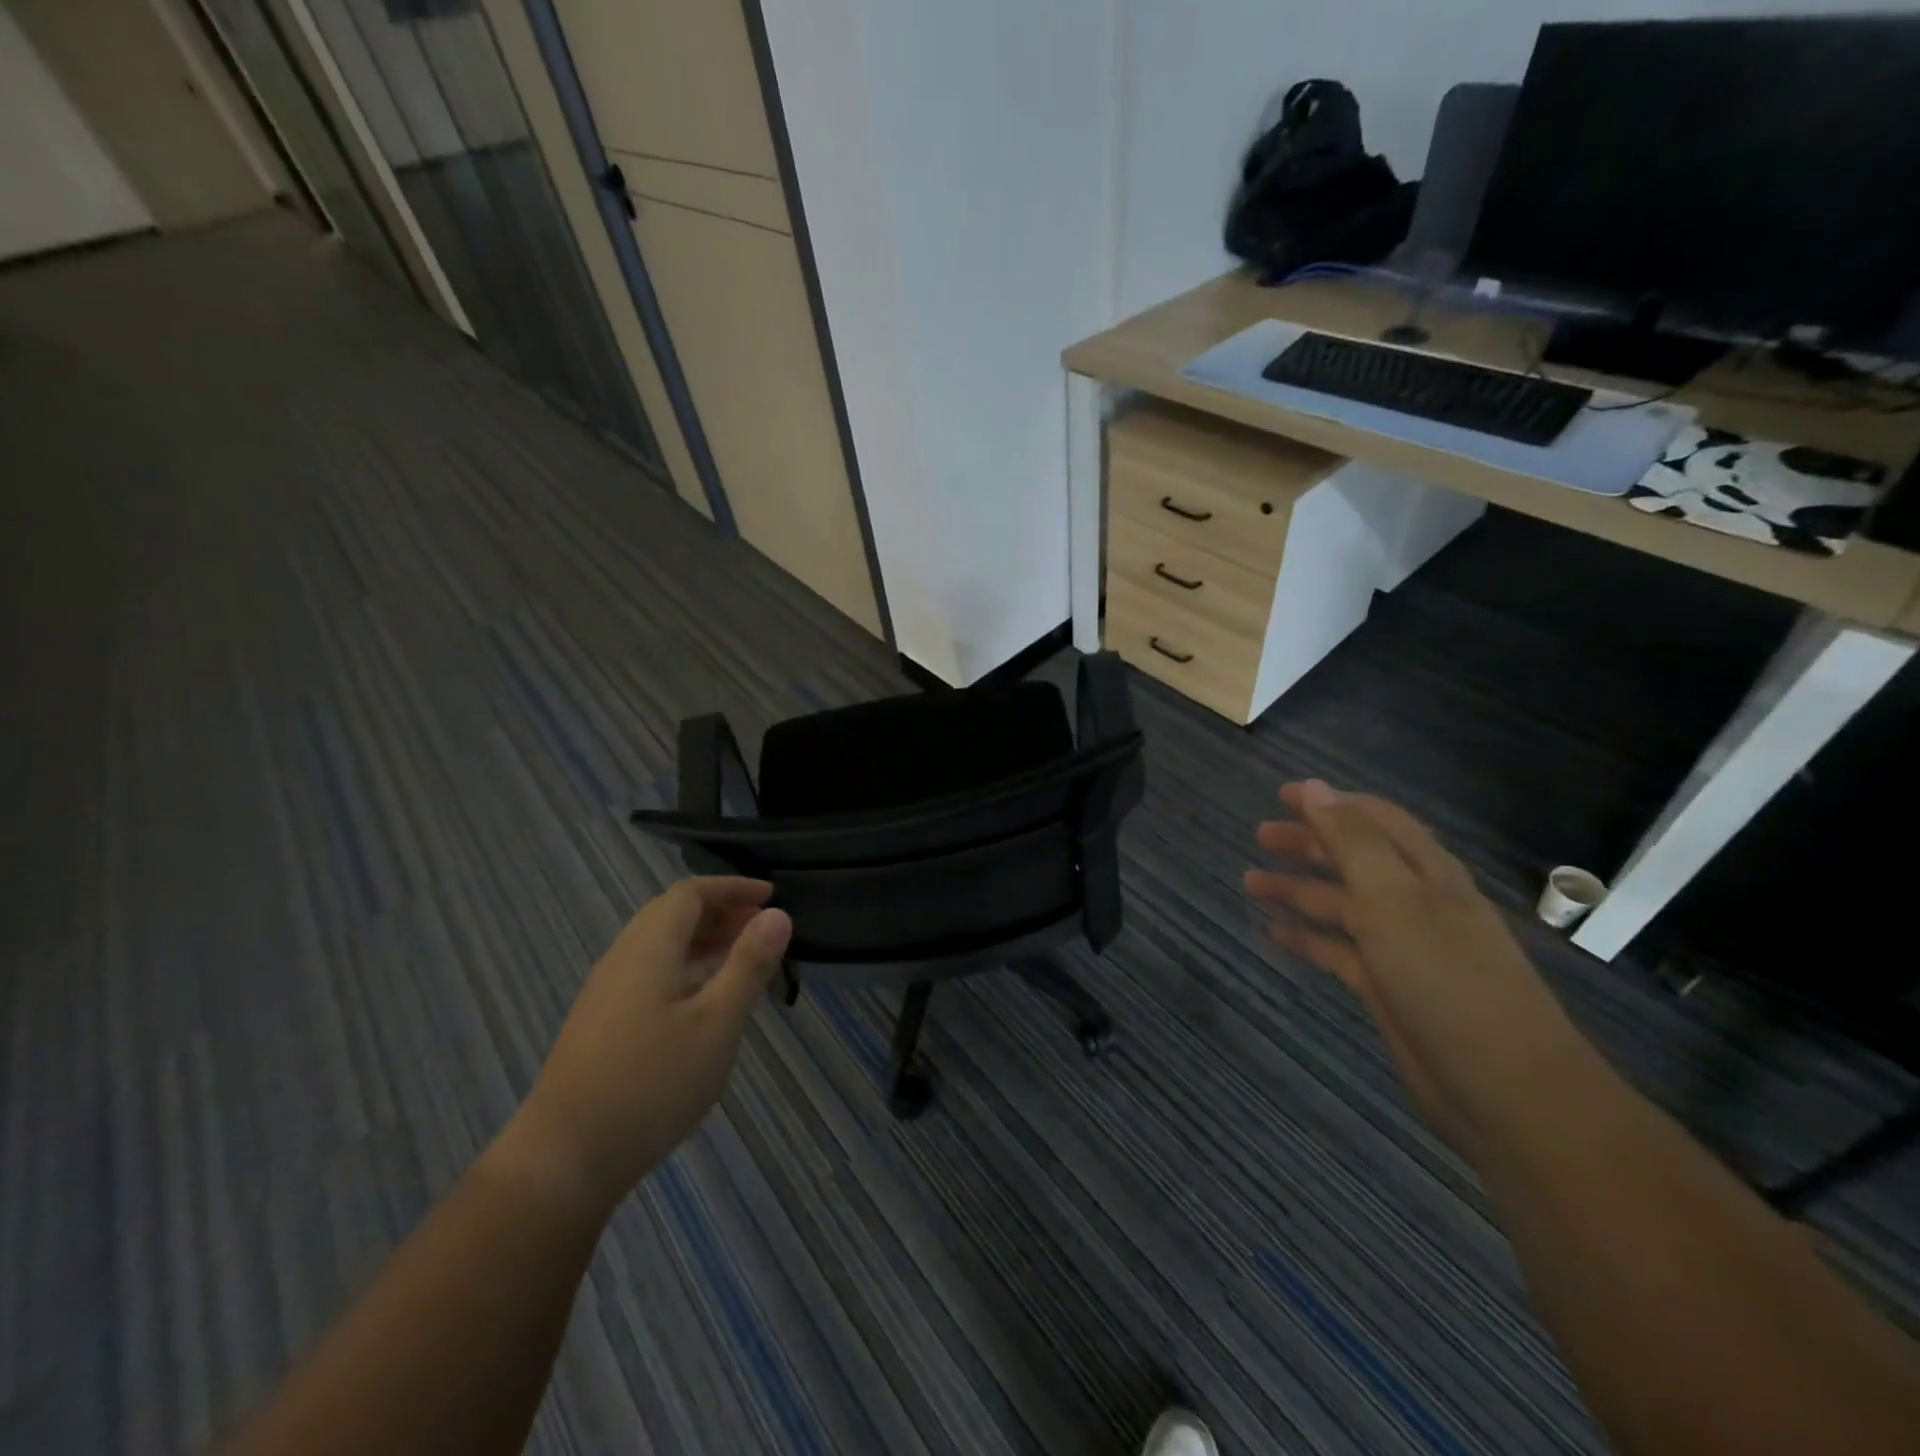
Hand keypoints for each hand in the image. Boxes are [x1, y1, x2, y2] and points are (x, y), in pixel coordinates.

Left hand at [494, 878, 791, 1212]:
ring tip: (742, 959)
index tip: (770, 896)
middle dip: (719, 911)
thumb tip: (778, 914)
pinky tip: (703, 1001)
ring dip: (703, 940)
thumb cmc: (652, 1083)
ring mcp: (606, 992)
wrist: (563, 1159)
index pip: (690, 892)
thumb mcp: (717, 1023)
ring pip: (659, 945)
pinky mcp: (600, 1023)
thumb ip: (748, 964)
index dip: (732, 887)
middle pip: (672, 914)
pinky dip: (685, 967)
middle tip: (761, 926)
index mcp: (649, 947)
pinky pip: (650, 972)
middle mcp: (622, 958)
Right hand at [1246, 780, 1584, 1151]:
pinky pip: (1337, 950)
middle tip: (1260, 836)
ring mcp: (1401, 948)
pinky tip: (1273, 933)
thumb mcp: (1395, 900)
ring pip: (1340, 905)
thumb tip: (1315, 788)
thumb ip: (1352, 842)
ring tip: (1250, 883)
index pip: (1376, 821)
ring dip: (1298, 890)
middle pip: (1354, 860)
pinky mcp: (1387, 987)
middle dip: (1308, 843)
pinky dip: (1306, 937)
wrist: (1506, 1091)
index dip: (1331, 804)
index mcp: (1427, 874)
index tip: (1283, 795)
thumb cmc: (1448, 981)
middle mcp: (1414, 903)